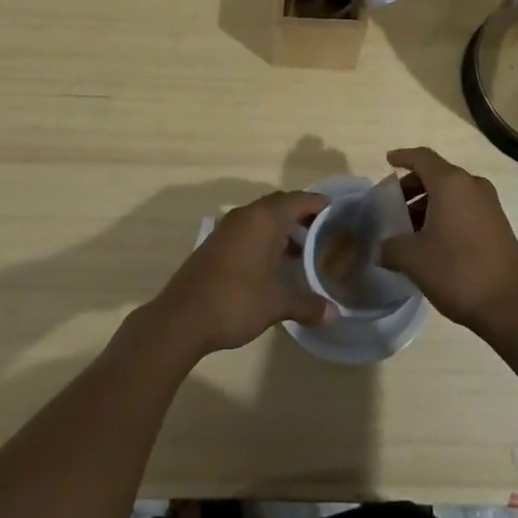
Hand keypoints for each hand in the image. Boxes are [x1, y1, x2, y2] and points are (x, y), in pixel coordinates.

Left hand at [149, 190, 331, 357]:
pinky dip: (264, 238)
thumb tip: (334, 313)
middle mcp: (246, 215)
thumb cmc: (235, 301)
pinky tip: (272, 263)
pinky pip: (247, 229)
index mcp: (264, 219)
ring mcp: (227, 228)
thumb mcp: (276, 304)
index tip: (335, 211)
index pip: (298, 200)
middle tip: (322, 230)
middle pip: (279, 204)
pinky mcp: (215, 243)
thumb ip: (307, 304)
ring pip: (261, 217)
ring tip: (301, 250)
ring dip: (281, 227)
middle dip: (301, 214)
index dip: (317, 203)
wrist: (182, 317)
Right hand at [376, 147, 517, 338]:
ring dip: (429, 204)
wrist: (511, 307)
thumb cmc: (458, 271)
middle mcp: (472, 185)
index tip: (388, 161)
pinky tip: (434, 241)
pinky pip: (466, 208)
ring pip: (452, 193)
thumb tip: (380, 248)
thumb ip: (391, 247)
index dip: (403, 157)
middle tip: (395, 205)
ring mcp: (490, 205)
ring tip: (411, 228)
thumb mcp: (414, 259)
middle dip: (413, 186)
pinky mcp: (499, 225)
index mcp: (451, 183)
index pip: (422, 158)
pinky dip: (447, 214)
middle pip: (437, 174)